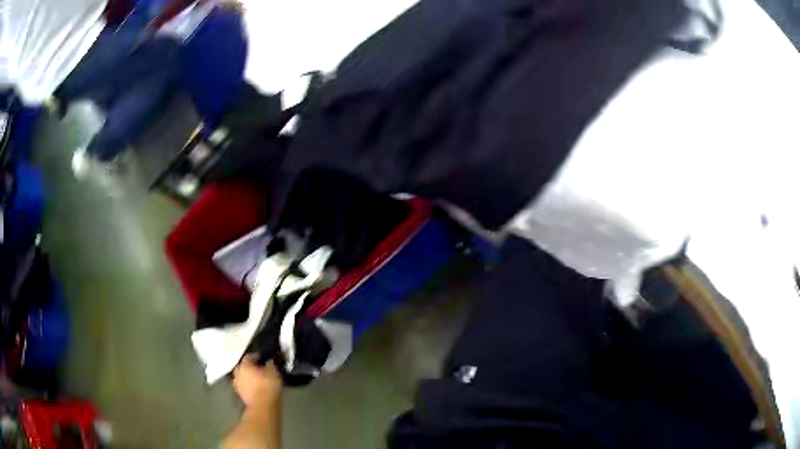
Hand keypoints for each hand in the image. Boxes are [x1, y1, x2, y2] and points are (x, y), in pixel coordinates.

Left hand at [233, 356, 281, 407]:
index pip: (248, 357)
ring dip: (246, 376)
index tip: (261, 357)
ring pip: (241, 377)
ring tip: (255, 379)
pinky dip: (247, 385)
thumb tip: (269, 361)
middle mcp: (238, 373)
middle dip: (248, 366)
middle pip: (242, 367)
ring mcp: (238, 385)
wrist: (263, 406)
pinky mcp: (240, 394)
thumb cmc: (268, 386)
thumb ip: (270, 365)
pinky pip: (243, 386)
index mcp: (245, 366)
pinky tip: (254, 387)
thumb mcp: (273, 373)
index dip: (255, 356)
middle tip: (256, 368)